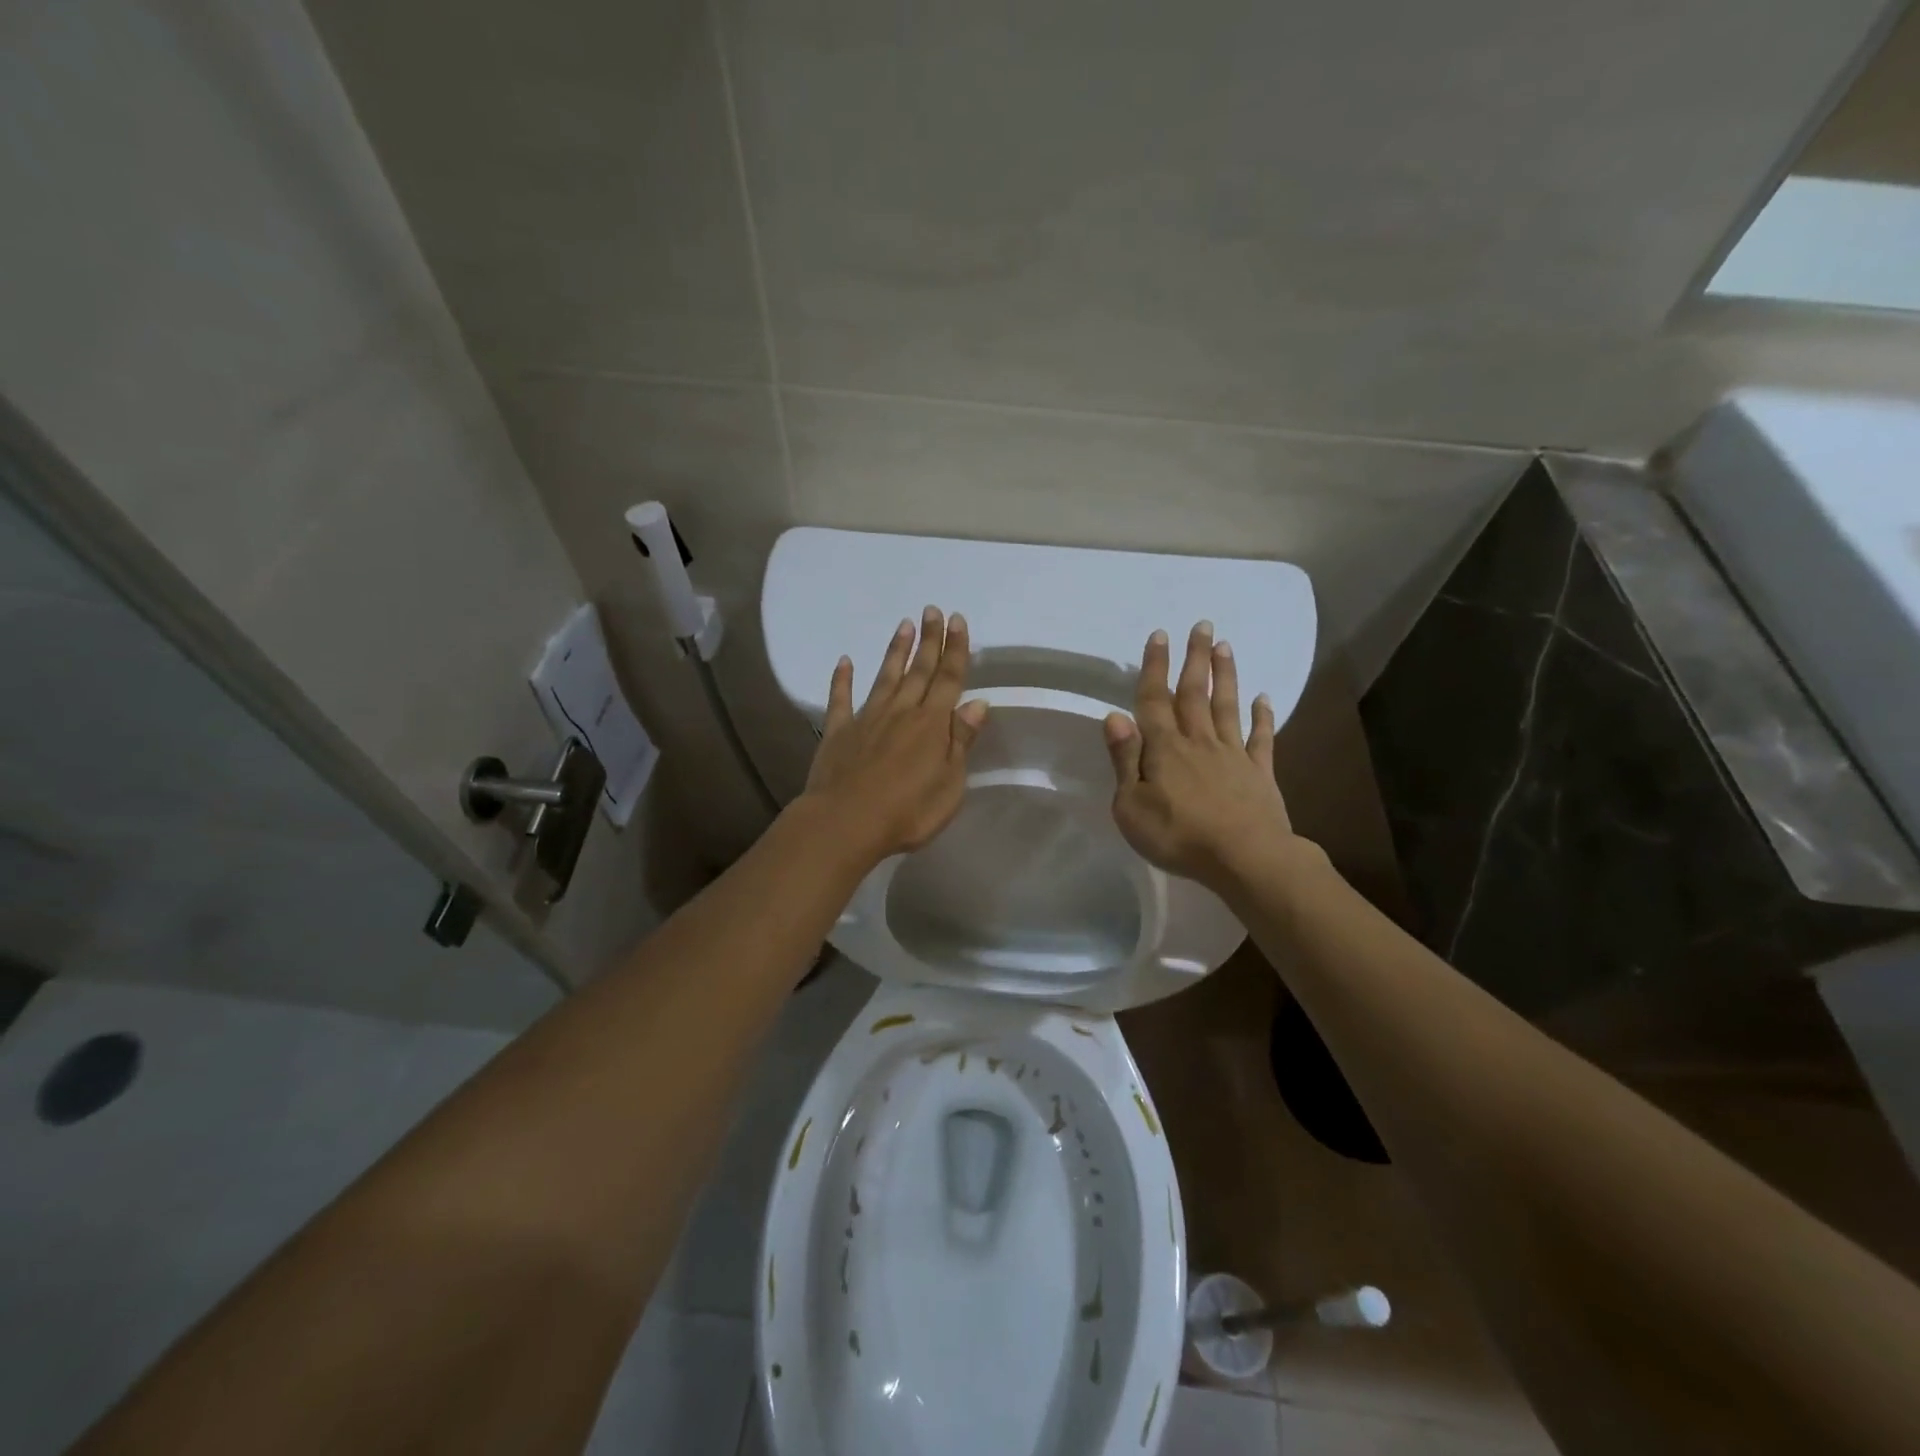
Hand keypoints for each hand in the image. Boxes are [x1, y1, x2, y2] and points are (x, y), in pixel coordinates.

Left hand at [802, 606, 988, 862]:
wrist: (846, 823)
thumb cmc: (907, 812)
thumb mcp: (949, 784)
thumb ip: (961, 741)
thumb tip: (977, 703)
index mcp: (932, 725)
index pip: (948, 679)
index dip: (955, 649)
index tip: (957, 621)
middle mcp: (901, 712)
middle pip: (919, 670)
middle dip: (929, 640)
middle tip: (932, 610)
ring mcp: (867, 718)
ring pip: (885, 677)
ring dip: (896, 651)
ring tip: (903, 624)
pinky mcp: (839, 732)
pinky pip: (840, 699)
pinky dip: (842, 679)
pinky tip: (845, 661)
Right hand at [1104, 621, 1295, 890]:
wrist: (1245, 859)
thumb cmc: (1177, 835)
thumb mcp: (1131, 806)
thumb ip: (1124, 759)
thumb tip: (1114, 716)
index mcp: (1164, 748)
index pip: (1155, 699)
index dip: (1155, 666)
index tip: (1160, 634)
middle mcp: (1198, 741)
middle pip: (1195, 692)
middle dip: (1196, 658)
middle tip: (1202, 625)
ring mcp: (1232, 754)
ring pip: (1227, 706)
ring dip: (1226, 675)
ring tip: (1225, 646)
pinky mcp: (1259, 772)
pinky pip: (1261, 738)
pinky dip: (1263, 716)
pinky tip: (1263, 698)